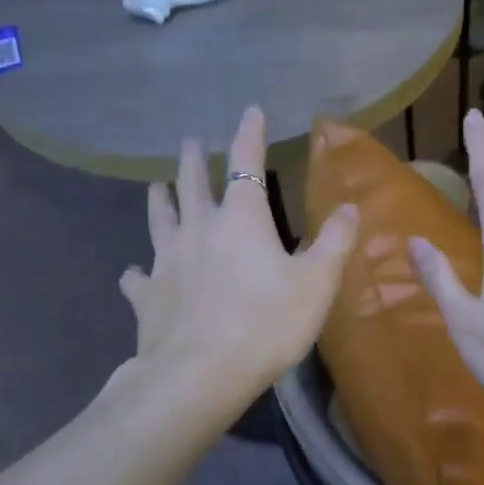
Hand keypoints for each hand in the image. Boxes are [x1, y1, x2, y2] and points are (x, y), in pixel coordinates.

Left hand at [120, 107, 357, 407]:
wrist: (200, 374)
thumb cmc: (266, 324)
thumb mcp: (316, 284)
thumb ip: (334, 243)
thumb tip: (350, 207)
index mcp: (241, 219)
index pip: (245, 164)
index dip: (249, 135)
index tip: (249, 111)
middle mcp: (199, 229)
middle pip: (193, 184)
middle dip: (193, 159)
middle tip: (188, 141)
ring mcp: (166, 260)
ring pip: (160, 219)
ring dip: (159, 199)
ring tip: (154, 186)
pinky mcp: (148, 295)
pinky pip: (139, 276)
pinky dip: (137, 271)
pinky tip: (133, 272)